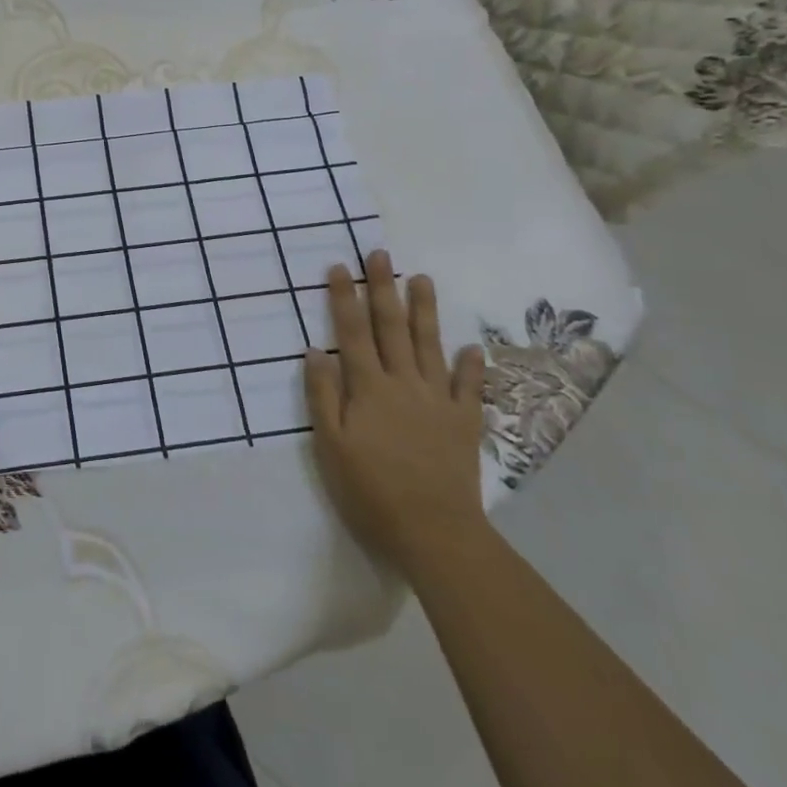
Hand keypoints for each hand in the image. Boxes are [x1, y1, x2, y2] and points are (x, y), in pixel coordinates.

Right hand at [302, 250, 489, 577]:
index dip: (343, 297)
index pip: (352, 332)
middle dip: (382, 288)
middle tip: (380, 254)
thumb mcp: (331, 446)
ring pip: (429, 345)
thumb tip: (315, 350)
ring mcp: (438, 401)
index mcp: (368, 387)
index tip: (338, 266)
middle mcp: (404, 383)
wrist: (434, 532)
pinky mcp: (464, 423)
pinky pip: (468, 387)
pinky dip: (470, 366)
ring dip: (424, 311)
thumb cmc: (371, 490)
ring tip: (422, 279)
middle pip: (391, 327)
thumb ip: (323, 395)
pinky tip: (471, 347)